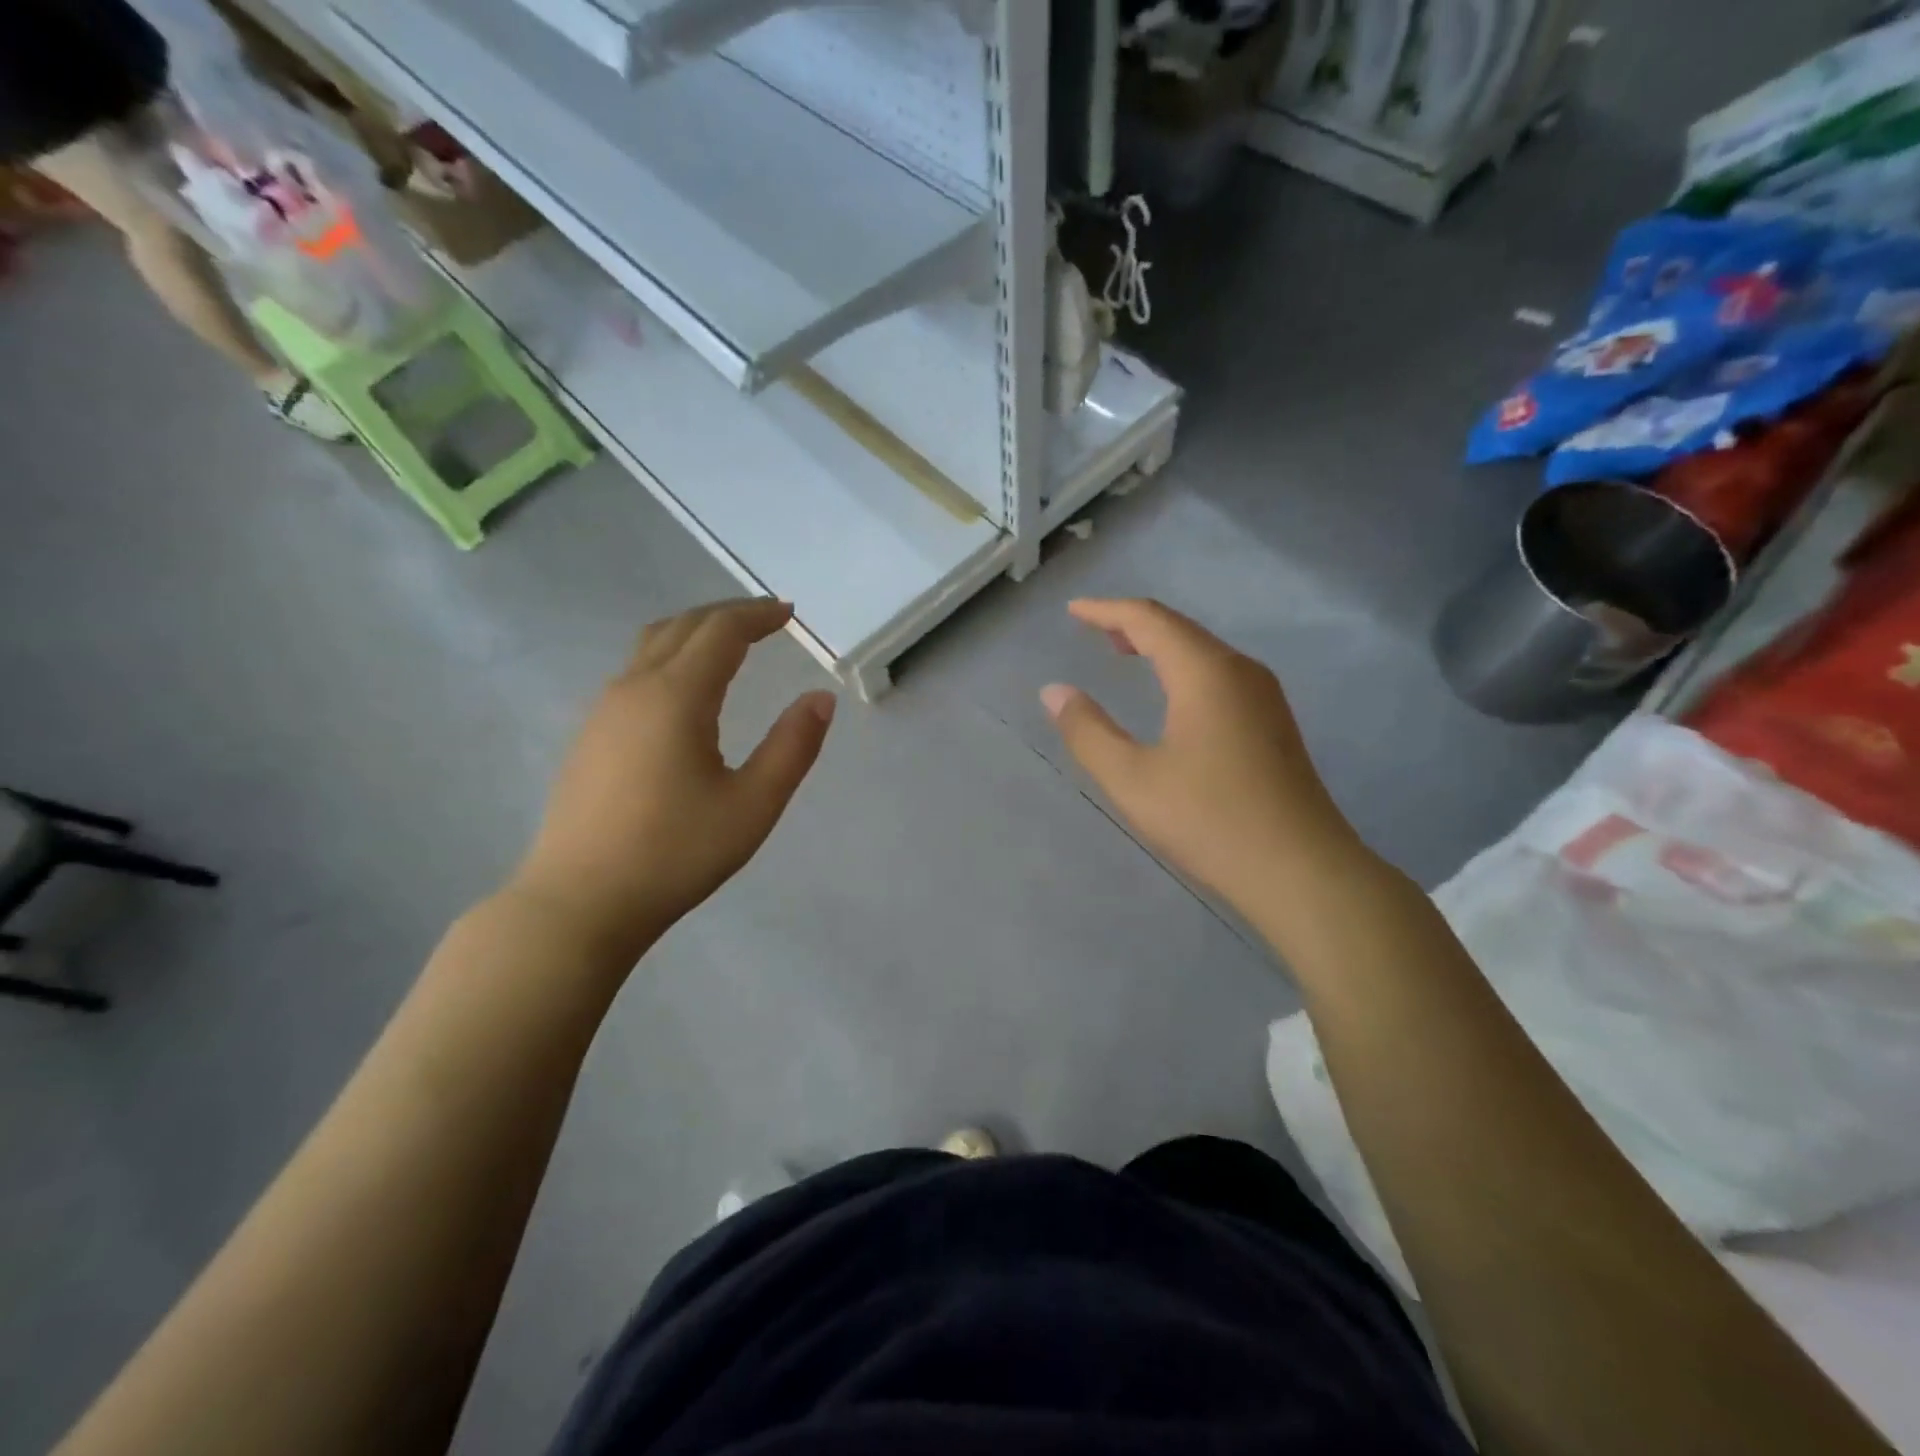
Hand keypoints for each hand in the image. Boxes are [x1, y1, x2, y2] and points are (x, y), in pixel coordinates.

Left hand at [509, 599, 834, 963]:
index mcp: (677, 697)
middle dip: (728, 614)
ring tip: (730, 643)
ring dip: (695, 631)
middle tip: (767, 619)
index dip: (758, 615)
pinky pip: (635, 670)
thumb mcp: (753, 805)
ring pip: (652, 644)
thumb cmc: (676, 853)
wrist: (580, 901)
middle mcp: (634, 688)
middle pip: (683, 626)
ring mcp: (604, 710)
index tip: (789, 612)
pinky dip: (670, 655)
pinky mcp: (590, 735)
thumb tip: (821, 698)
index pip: (721, 631)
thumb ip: (792, 746)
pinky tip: (685, 689)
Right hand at [1041, 598, 1366, 917]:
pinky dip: (1184, 668)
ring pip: (1204, 651)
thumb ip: (1088, 731)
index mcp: (1205, 673)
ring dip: (1161, 645)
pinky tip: (1173, 694)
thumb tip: (1054, 691)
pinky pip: (1220, 674)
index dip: (1107, 610)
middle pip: (1180, 629)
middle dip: (1134, 623)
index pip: (1149, 620)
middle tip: (1094, 628)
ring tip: (1125, 652)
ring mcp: (1264, 697)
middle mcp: (1240, 671)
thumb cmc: (1209, 821)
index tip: (1073, 610)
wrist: (1302, 871)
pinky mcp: (1274, 723)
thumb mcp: (1132, 779)